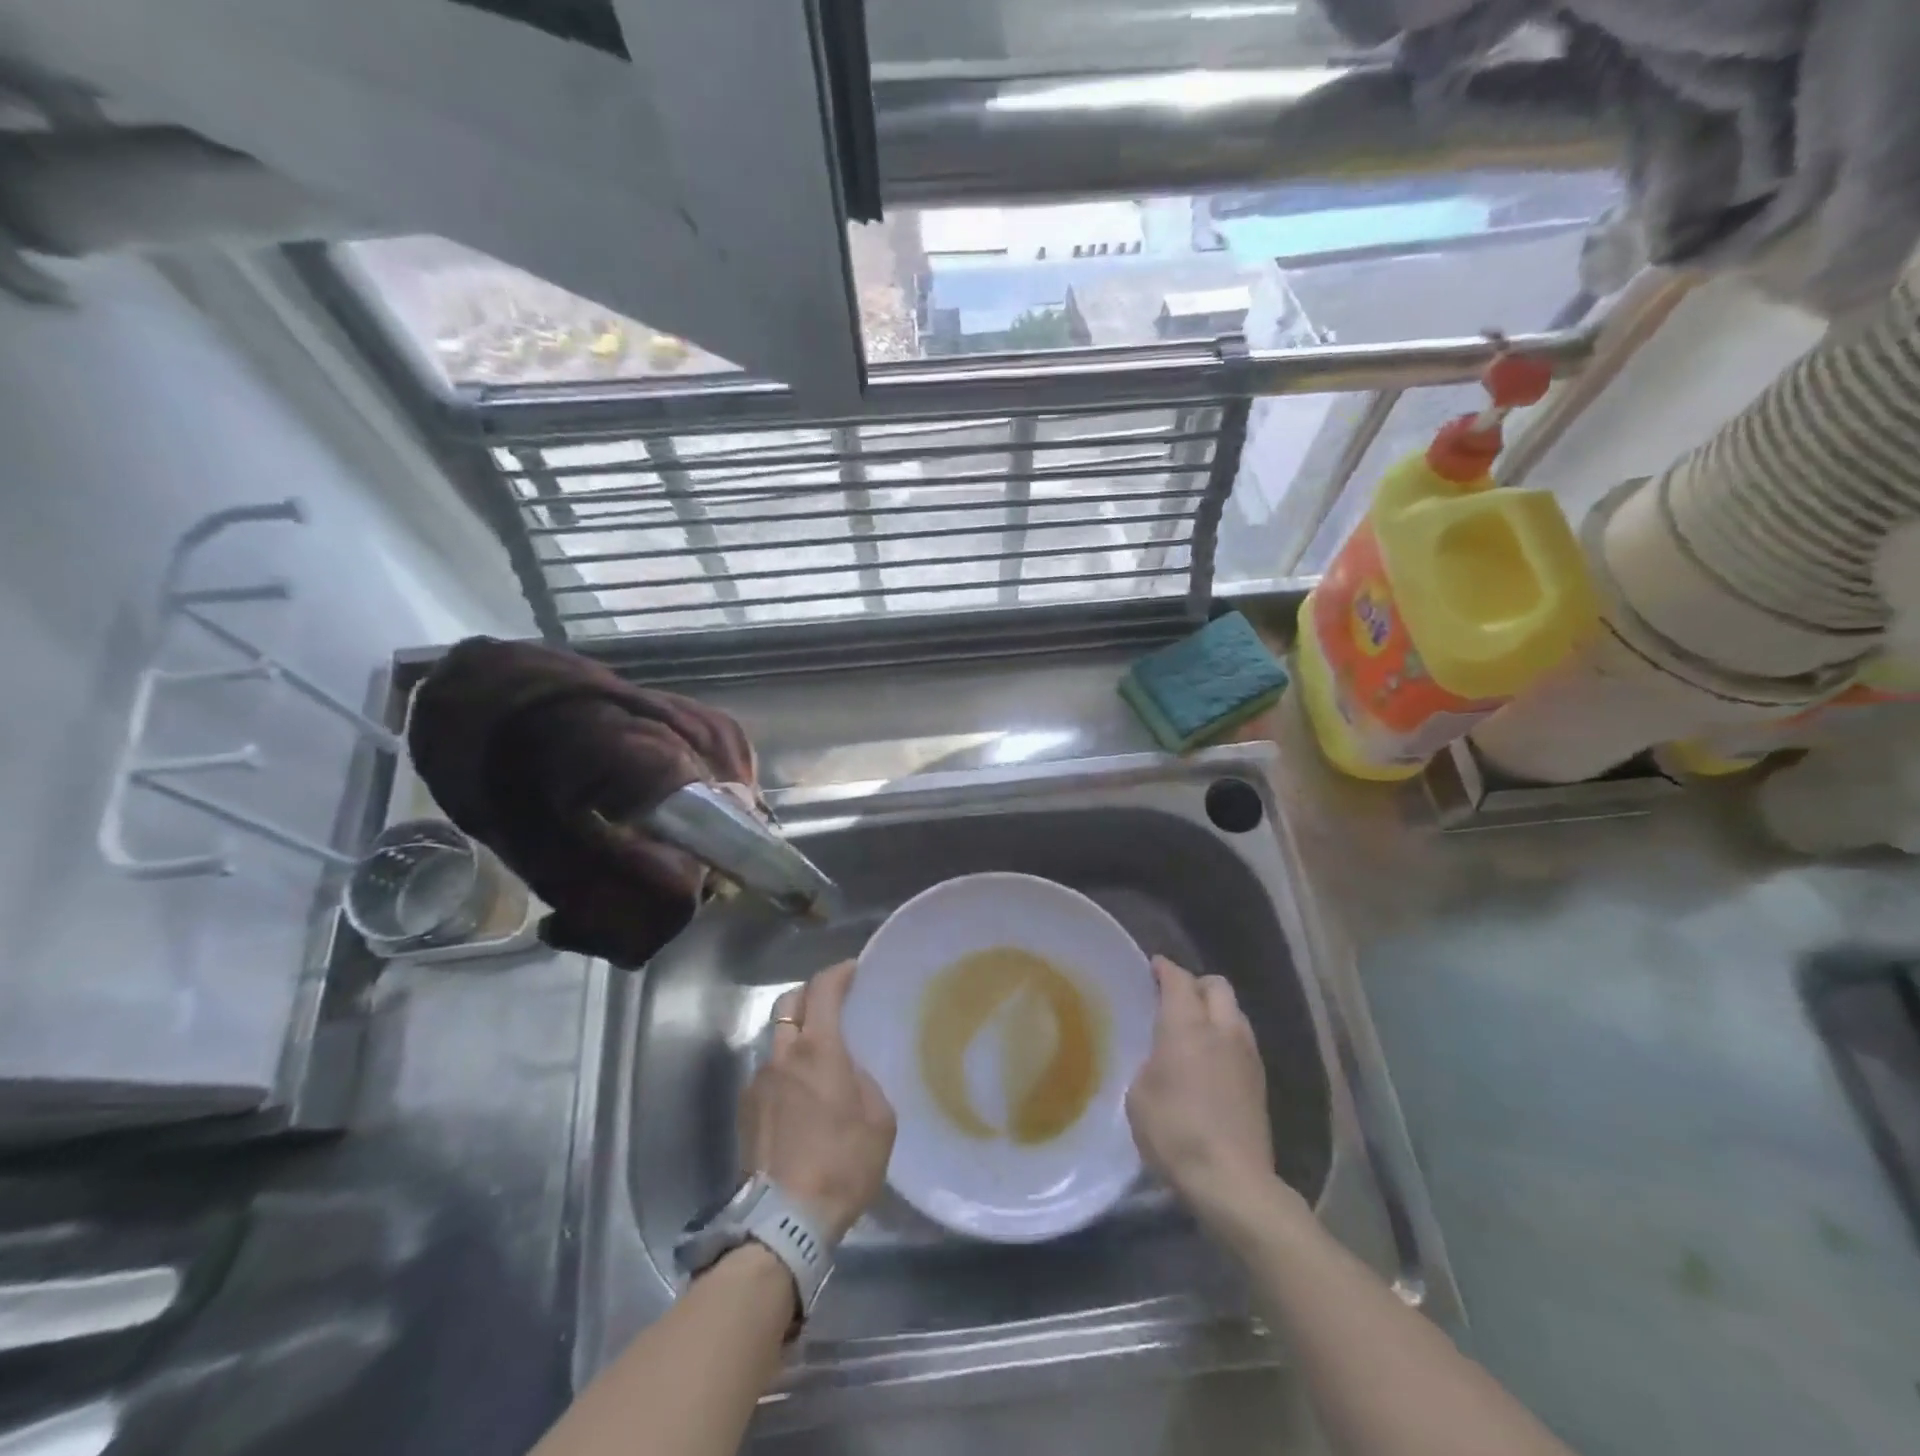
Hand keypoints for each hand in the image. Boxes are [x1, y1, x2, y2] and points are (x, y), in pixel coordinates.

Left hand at [739, 961, 895, 1243]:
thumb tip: (849, 1072)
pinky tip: (802, 1095)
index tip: (853, 969)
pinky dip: (785, 1068)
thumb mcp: (879, 1118)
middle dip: (810, 994)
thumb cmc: (842, 1163)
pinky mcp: (745, 1110)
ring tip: (819, 1056)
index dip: (838, 973)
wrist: (785, 1221)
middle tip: (833, 1003)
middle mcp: (782, 1055)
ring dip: (796, 1034)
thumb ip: (864, 1080)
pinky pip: (768, 1072)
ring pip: (776, 1038)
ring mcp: (758, 1082)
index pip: (822, 990)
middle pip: (789, 1002)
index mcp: (817, 1050)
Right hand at [1127, 957, 1278, 1220]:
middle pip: (1216, 985)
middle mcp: (1222, 1029)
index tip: (1152, 967)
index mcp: (1187, 1024)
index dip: (1164, 968)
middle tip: (1174, 998)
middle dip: (1196, 984)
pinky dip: (1226, 1038)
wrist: (1231, 1181)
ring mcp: (1247, 1054)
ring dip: (1215, 1011)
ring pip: (1234, 1012)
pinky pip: (1242, 1041)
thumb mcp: (1139, 1094)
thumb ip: (1150, 1063)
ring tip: (1194, 1029)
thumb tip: (1160, 1058)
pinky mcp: (1260, 1082)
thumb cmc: (1175, 1131)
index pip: (1178, 979)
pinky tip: (1211, 1061)